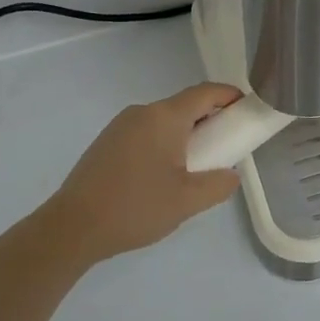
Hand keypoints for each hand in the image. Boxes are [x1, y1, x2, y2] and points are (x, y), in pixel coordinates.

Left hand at [45, 84, 242, 262]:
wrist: (71, 228)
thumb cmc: (135, 207)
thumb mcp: (187, 200)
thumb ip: (219, 184)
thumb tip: (231, 174)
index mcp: (164, 117)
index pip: (206, 93)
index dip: (230, 96)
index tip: (248, 109)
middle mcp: (142, 112)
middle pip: (185, 106)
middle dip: (210, 120)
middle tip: (225, 147)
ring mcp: (120, 126)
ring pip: (164, 121)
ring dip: (186, 135)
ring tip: (194, 167)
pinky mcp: (106, 143)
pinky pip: (145, 133)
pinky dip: (164, 143)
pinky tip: (162, 176)